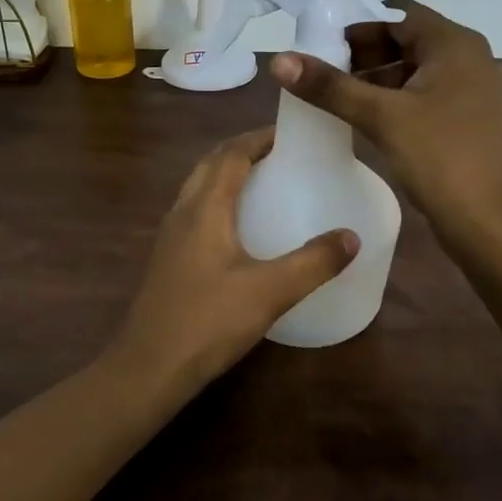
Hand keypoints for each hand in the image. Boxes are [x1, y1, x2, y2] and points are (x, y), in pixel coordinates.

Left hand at [111, 130, 359, 393]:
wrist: (150, 367)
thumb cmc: (208, 322)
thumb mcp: (270, 292)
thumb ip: (313, 262)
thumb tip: (352, 237)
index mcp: (205, 208)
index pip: (231, 154)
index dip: (259, 138)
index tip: (290, 133)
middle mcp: (182, 212)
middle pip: (210, 164)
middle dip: (243, 151)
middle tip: (280, 154)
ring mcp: (170, 236)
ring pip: (198, 188)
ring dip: (226, 174)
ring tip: (263, 183)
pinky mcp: (167, 259)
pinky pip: (194, 212)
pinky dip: (217, 201)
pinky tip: (238, 229)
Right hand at [269, 0, 501, 247]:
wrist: (495, 223)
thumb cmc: (442, 157)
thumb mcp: (382, 117)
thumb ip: (330, 87)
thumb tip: (280, 60)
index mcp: (455, 44)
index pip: (398, 14)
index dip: (356, 26)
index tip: (320, 48)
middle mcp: (469, 60)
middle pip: (406, 41)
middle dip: (362, 56)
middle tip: (322, 77)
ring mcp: (473, 93)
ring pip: (414, 72)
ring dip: (376, 81)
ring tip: (336, 101)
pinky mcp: (470, 123)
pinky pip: (425, 99)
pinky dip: (394, 103)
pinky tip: (366, 123)